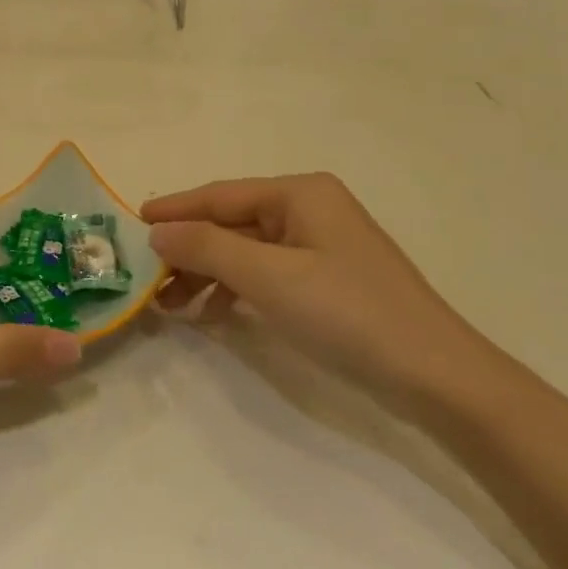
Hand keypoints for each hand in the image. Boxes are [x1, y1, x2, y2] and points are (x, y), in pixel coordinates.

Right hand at [143, 174, 492, 409]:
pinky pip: (267, 274)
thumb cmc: (348, 312)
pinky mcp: (327, 280)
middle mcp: (310, 209)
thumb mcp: (269, 277)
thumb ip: (207, 248)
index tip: (133, 223)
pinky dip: (236, 291)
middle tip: (147, 279)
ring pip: (247, 251)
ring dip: (208, 274)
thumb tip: (158, 232)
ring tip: (170, 305)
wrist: (435, 375)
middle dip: (189, 250)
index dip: (175, 209)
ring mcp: (321, 246)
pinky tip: (213, 316)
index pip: (221, 195)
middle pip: (232, 223)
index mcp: (300, 194)